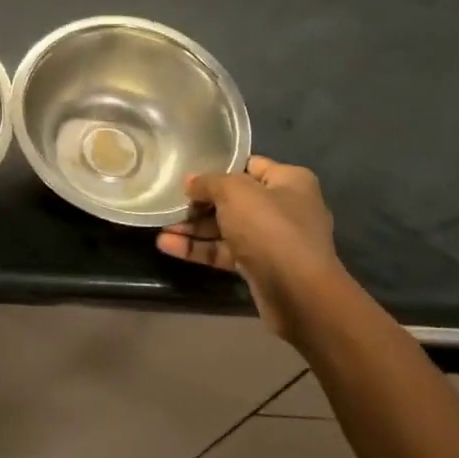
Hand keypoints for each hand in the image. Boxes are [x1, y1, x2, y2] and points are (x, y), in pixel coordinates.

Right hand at [156, 156, 343, 336]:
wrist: (298, 292)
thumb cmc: (270, 228)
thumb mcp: (235, 192)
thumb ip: (209, 182)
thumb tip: (190, 181)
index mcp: (289, 181)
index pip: (250, 165)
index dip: (219, 167)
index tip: (189, 171)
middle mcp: (284, 207)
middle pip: (234, 199)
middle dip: (200, 202)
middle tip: (169, 201)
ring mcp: (272, 239)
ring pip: (226, 227)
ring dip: (194, 227)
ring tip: (160, 226)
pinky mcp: (259, 266)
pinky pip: (224, 251)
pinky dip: (199, 249)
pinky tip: (167, 246)